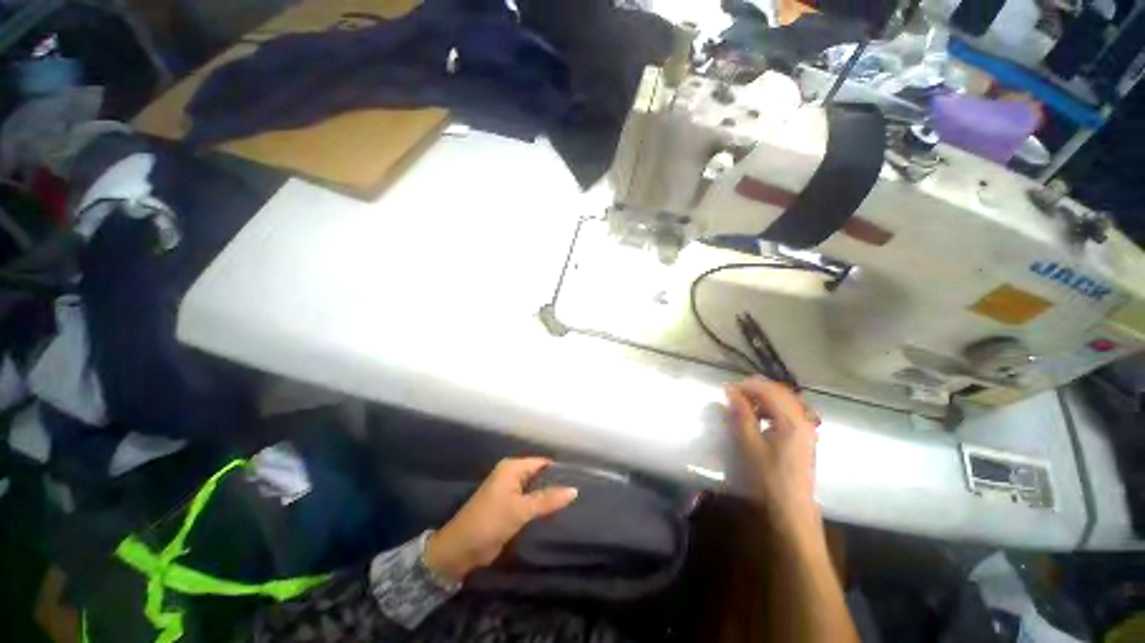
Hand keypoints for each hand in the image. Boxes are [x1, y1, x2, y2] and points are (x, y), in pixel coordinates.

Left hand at [425, 457, 577, 582]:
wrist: (460, 549)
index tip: (581, 478)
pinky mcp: (509, 506)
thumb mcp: (520, 510)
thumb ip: (547, 499)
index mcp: (512, 468)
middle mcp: (512, 475)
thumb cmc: (490, 522)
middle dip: (556, 483)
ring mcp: (510, 491)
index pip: (542, 463)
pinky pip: (530, 501)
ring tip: (574, 502)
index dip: (560, 470)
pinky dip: (541, 505)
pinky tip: (556, 512)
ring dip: (549, 495)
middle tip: (580, 492)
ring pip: (536, 489)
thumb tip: (574, 490)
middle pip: (540, 475)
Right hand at [724, 378, 821, 537]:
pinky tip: (759, 417)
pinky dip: (771, 407)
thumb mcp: (750, 444)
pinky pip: (787, 411)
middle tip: (732, 394)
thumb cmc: (769, 477)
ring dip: (763, 397)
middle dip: (754, 388)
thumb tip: (731, 391)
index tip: (725, 390)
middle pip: (778, 391)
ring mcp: (806, 427)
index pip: (768, 390)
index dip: (746, 386)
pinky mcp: (804, 436)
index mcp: (792, 420)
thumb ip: (741, 414)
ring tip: (743, 404)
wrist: (791, 509)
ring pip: (784, 400)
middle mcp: (803, 419)